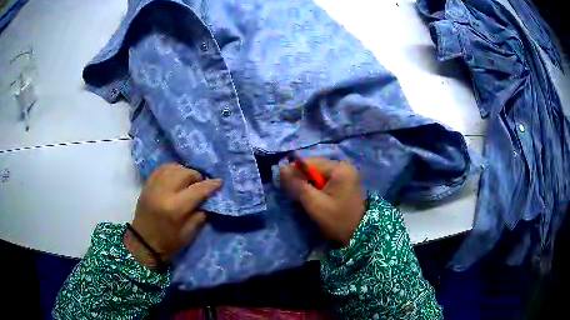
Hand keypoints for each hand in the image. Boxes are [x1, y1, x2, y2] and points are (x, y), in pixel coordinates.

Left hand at [124, 163, 221, 267]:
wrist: (142, 243)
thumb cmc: (168, 243)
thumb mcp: (188, 234)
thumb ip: (199, 215)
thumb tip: (207, 200)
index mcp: (175, 208)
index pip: (197, 190)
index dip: (211, 185)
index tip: (220, 182)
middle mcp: (163, 192)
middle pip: (185, 173)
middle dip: (197, 177)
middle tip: (201, 185)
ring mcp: (153, 186)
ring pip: (173, 167)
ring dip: (184, 171)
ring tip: (188, 180)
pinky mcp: (147, 185)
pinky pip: (162, 169)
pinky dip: (172, 170)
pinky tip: (176, 176)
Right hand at [280, 158, 364, 246]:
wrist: (359, 236)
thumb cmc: (338, 220)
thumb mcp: (315, 204)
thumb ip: (297, 185)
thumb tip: (280, 168)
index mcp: (339, 168)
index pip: (309, 162)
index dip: (293, 171)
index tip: (281, 184)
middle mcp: (344, 166)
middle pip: (314, 167)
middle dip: (301, 179)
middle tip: (291, 194)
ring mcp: (346, 174)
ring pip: (318, 174)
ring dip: (308, 184)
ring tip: (301, 198)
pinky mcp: (345, 183)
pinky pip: (325, 180)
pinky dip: (316, 188)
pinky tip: (312, 198)